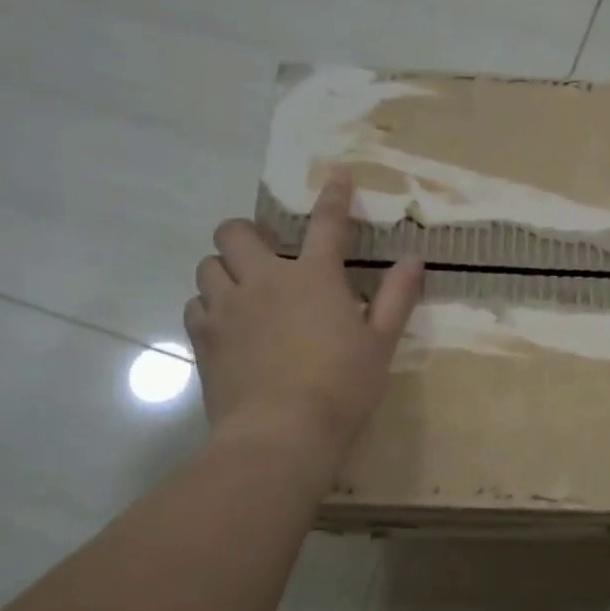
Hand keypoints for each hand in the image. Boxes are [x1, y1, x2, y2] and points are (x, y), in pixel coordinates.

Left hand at [186, 171, 424, 456]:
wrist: (281, 433)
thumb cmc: (341, 386)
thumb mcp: (381, 343)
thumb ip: (397, 297)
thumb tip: (414, 259)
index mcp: (314, 276)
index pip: (327, 223)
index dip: (334, 196)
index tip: (336, 176)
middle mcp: (264, 280)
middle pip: (234, 231)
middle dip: (246, 233)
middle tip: (265, 254)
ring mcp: (227, 308)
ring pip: (207, 266)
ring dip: (224, 270)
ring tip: (242, 291)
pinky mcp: (204, 339)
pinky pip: (195, 306)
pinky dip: (208, 307)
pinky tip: (226, 326)